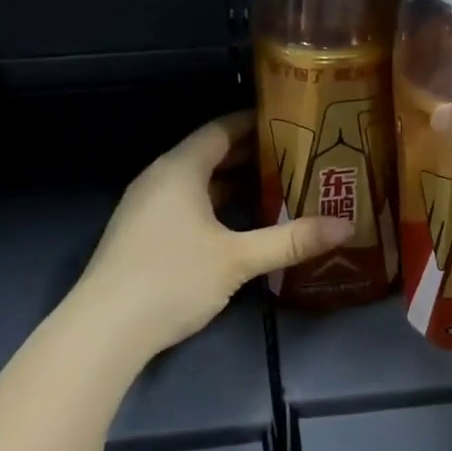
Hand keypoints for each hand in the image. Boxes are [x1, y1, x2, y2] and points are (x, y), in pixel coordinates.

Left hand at [77, 113, 351, 356]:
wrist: (105, 328)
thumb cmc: (172, 279)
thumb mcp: (238, 259)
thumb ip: (291, 240)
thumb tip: (346, 227)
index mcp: (179, 169)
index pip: (221, 129)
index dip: (257, 123)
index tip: (294, 124)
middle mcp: (160, 178)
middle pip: (210, 155)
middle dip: (253, 156)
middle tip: (298, 158)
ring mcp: (147, 206)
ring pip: (199, 183)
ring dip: (236, 184)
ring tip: (280, 188)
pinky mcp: (143, 233)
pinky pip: (187, 205)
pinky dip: (217, 206)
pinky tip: (242, 225)